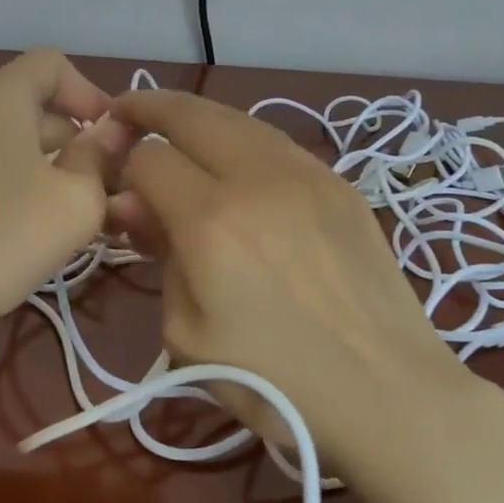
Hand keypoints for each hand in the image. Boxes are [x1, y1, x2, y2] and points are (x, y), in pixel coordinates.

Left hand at [0, 50, 130, 339]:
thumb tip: (108, 134)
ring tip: (69, 206)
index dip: (89, 92)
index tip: (110, 137)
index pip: (51, 63)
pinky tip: (28, 219)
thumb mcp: (77, 200)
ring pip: (7, 133)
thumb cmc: (7, 238)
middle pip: (30, 100)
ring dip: (46, 157)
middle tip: (101, 182)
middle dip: (72, 133)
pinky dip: (14, 173)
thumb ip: (99, 157)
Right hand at [107, 89, 496, 470]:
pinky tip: (234, 159)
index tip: (116, 184)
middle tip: (125, 112)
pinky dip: (241, 139)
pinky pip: (276, 143)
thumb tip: (134, 205)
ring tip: (175, 129)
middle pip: (191, 114)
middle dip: (150, 107)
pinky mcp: (339, 184)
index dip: (122, 165)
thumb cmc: (274, 383)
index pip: (148, 158)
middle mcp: (257, 178)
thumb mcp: (188, 333)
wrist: (388, 395)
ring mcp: (306, 174)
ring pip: (238, 118)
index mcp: (211, 219)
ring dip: (198, 117)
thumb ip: (159, 256)